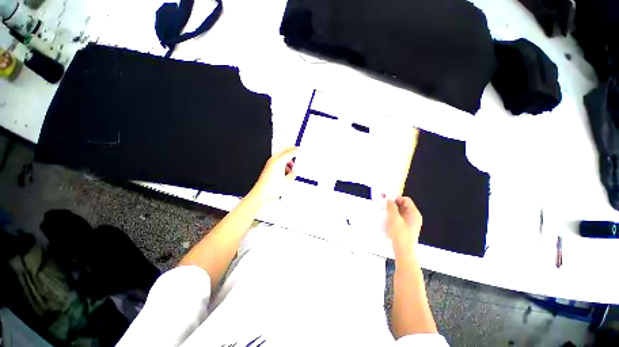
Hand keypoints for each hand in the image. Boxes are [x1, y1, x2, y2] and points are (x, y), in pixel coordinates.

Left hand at [247, 147, 298, 203]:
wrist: (261, 195)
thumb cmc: (272, 188)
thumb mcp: (288, 181)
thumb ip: (292, 175)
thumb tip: (293, 172)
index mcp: (279, 162)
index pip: (289, 153)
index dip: (296, 151)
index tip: (300, 149)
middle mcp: (273, 161)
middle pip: (283, 151)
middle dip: (290, 150)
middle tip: (296, 151)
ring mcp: (270, 164)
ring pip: (280, 157)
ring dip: (286, 159)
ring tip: (292, 166)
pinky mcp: (268, 169)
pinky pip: (277, 162)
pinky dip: (282, 164)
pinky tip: (286, 171)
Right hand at [386, 196, 422, 255]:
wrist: (403, 252)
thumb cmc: (400, 236)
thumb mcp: (394, 219)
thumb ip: (391, 207)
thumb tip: (389, 199)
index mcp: (414, 214)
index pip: (405, 200)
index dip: (395, 197)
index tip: (386, 197)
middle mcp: (413, 217)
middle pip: (403, 205)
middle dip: (392, 203)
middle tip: (383, 203)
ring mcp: (409, 223)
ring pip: (400, 211)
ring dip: (391, 210)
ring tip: (383, 211)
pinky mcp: (405, 228)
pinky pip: (398, 218)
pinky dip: (392, 216)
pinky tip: (386, 218)